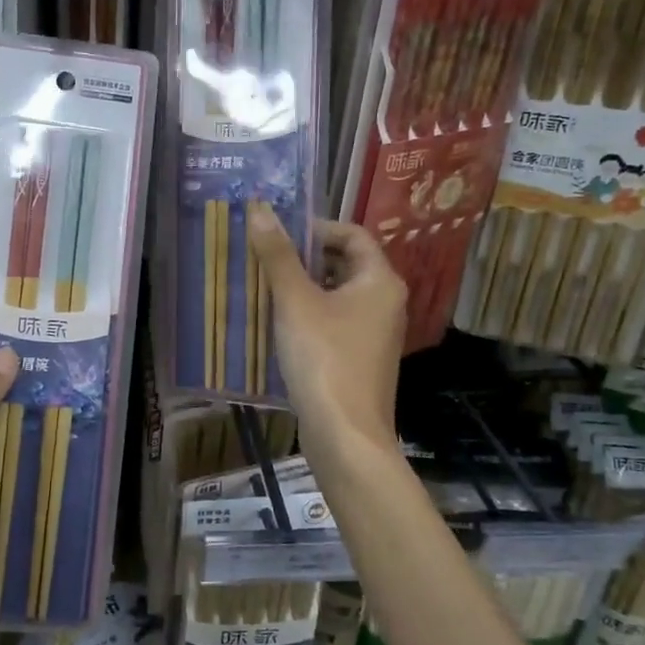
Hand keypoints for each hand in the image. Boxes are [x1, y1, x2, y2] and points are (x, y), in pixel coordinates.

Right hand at [248, 207, 405, 462]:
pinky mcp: (360, 358)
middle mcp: (385, 302)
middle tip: (266, 257)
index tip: (278, 234)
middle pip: (346, 263)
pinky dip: (309, 314)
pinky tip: (278, 324)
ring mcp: (375, 333)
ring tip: (265, 286)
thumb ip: (278, 255)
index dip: (316, 228)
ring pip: (338, 294)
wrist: (345, 435)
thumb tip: (259, 209)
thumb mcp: (295, 301)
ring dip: (304, 287)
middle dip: (305, 257)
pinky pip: (335, 321)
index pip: (352, 234)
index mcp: (380, 280)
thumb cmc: (324, 359)